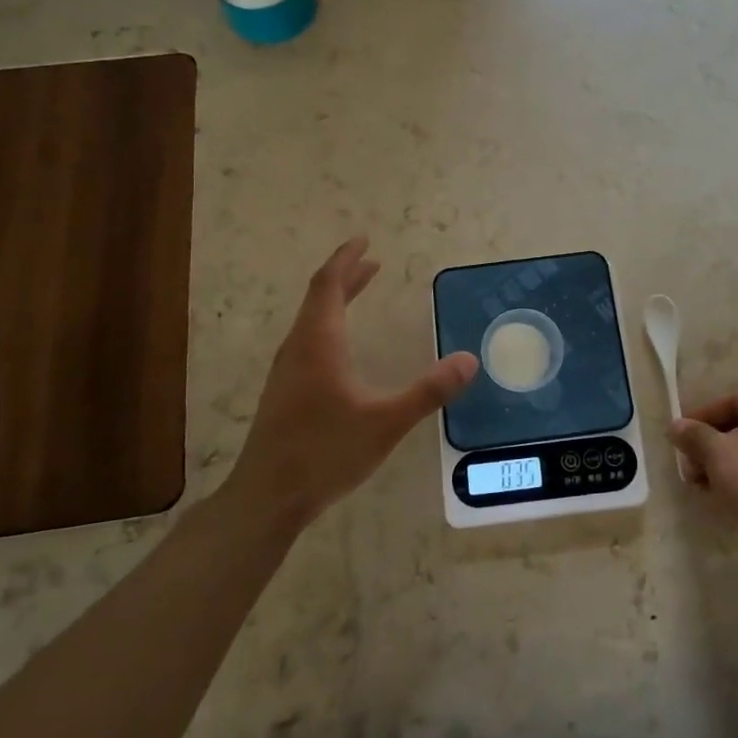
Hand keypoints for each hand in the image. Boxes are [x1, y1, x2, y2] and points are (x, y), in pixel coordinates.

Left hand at [228, 237, 478, 527]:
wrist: (267, 497)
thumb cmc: (324, 453)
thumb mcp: (386, 422)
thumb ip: (428, 392)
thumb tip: (469, 360)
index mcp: (319, 343)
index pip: (328, 285)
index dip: (346, 258)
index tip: (364, 239)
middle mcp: (299, 348)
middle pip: (319, 297)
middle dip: (346, 275)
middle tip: (372, 260)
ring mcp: (287, 371)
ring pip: (312, 319)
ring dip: (337, 299)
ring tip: (361, 290)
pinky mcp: (284, 391)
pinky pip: (308, 339)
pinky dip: (330, 323)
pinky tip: (343, 346)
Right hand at [669, 385, 737, 548]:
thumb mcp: (716, 453)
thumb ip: (693, 434)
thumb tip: (675, 426)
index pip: (729, 403)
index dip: (699, 420)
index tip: (679, 439)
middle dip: (710, 446)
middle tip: (689, 467)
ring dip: (725, 462)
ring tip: (702, 485)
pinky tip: (725, 494)